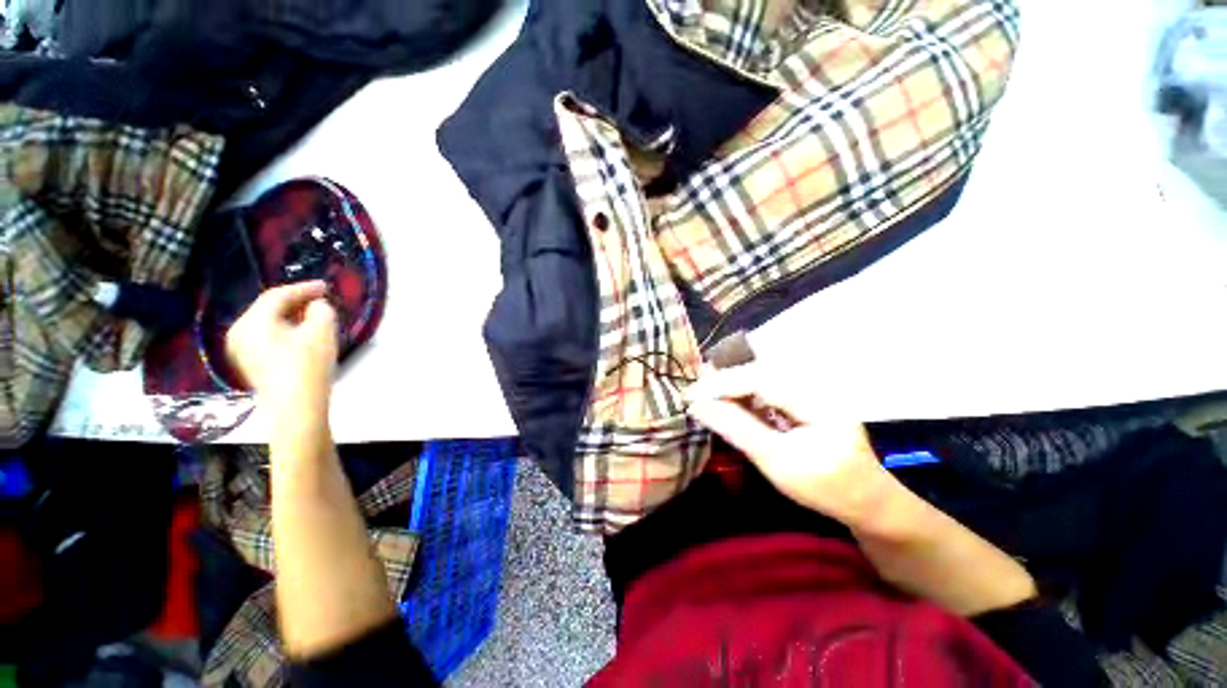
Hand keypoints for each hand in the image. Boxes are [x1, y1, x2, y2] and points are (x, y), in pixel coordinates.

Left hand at [226, 281, 338, 417]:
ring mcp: (241, 350)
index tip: (326, 287)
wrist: (296, 406)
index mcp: (253, 321)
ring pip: (267, 325)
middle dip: (296, 303)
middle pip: (269, 309)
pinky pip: (266, 338)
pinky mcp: (250, 365)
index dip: (304, 288)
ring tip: (313, 318)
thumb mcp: (322, 330)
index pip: (278, 295)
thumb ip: (321, 310)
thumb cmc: (308, 364)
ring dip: (291, 318)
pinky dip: (285, 332)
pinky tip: (301, 337)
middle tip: (320, 301)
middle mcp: (240, 332)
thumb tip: (316, 306)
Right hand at [685, 363, 895, 526]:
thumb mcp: (777, 462)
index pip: (758, 379)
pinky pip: (765, 391)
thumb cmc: (827, 489)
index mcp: (814, 399)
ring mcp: (807, 392)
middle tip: (692, 395)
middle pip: (756, 373)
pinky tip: (727, 404)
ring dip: (729, 388)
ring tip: (702, 397)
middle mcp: (811, 385)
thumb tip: (698, 406)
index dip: (720, 384)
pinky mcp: (802, 400)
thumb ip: (737, 429)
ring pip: (758, 380)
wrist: (868, 503)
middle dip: (721, 382)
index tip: (689, 396)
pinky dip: (742, 397)